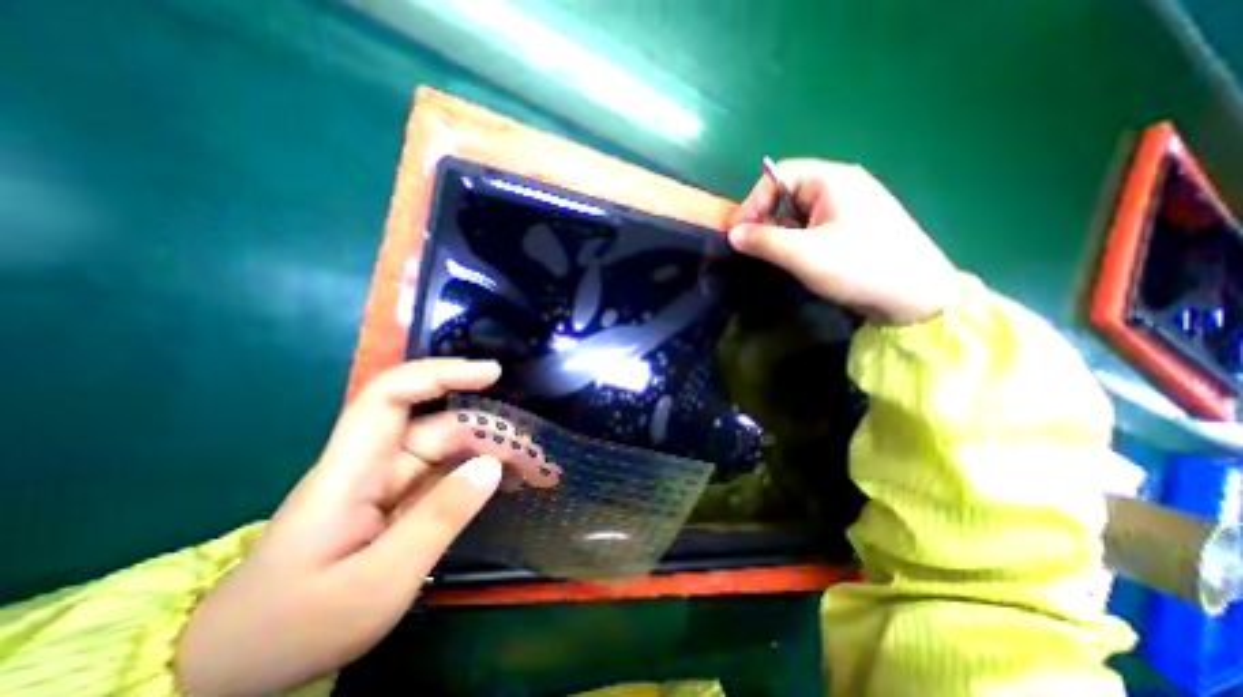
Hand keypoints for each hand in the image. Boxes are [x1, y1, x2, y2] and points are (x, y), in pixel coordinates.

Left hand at [175, 359, 552, 696]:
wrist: (240, 671)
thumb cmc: (297, 627)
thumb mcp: (378, 582)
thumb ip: (438, 519)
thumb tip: (492, 466)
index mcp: (351, 470)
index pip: (391, 396)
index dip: (440, 374)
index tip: (491, 374)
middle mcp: (373, 465)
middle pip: (437, 427)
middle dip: (489, 432)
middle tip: (535, 455)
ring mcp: (388, 484)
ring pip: (449, 451)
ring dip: (492, 454)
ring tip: (533, 471)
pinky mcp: (400, 502)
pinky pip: (448, 476)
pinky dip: (480, 476)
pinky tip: (508, 484)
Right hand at [729, 157, 958, 322]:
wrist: (915, 295)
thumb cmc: (857, 267)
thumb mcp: (803, 254)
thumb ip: (763, 241)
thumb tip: (732, 234)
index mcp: (832, 179)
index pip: (777, 176)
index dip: (752, 203)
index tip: (738, 234)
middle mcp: (842, 184)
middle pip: (788, 191)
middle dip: (765, 216)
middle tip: (754, 246)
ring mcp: (851, 205)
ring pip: (800, 209)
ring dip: (781, 229)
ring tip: (775, 254)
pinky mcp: (854, 225)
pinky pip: (815, 223)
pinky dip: (797, 236)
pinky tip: (797, 256)